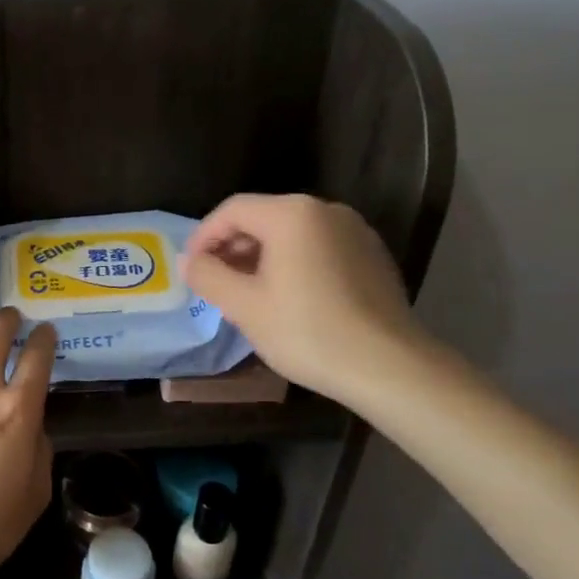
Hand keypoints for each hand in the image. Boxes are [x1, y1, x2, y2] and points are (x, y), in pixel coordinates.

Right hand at [181, 193, 429, 407]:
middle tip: (216, 282)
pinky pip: (319, 248)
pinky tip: (290, 298)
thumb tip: (188, 261)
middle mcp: (325, 210)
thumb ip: (208, 276)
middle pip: (263, 218)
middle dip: (233, 247)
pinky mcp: (372, 255)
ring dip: (262, 257)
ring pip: (292, 234)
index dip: (204, 235)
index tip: (191, 267)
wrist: (390, 367)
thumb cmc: (308, 331)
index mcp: (291, 214)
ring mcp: (354, 231)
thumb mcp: (244, 306)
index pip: (232, 210)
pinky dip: (295, 263)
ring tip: (248, 293)